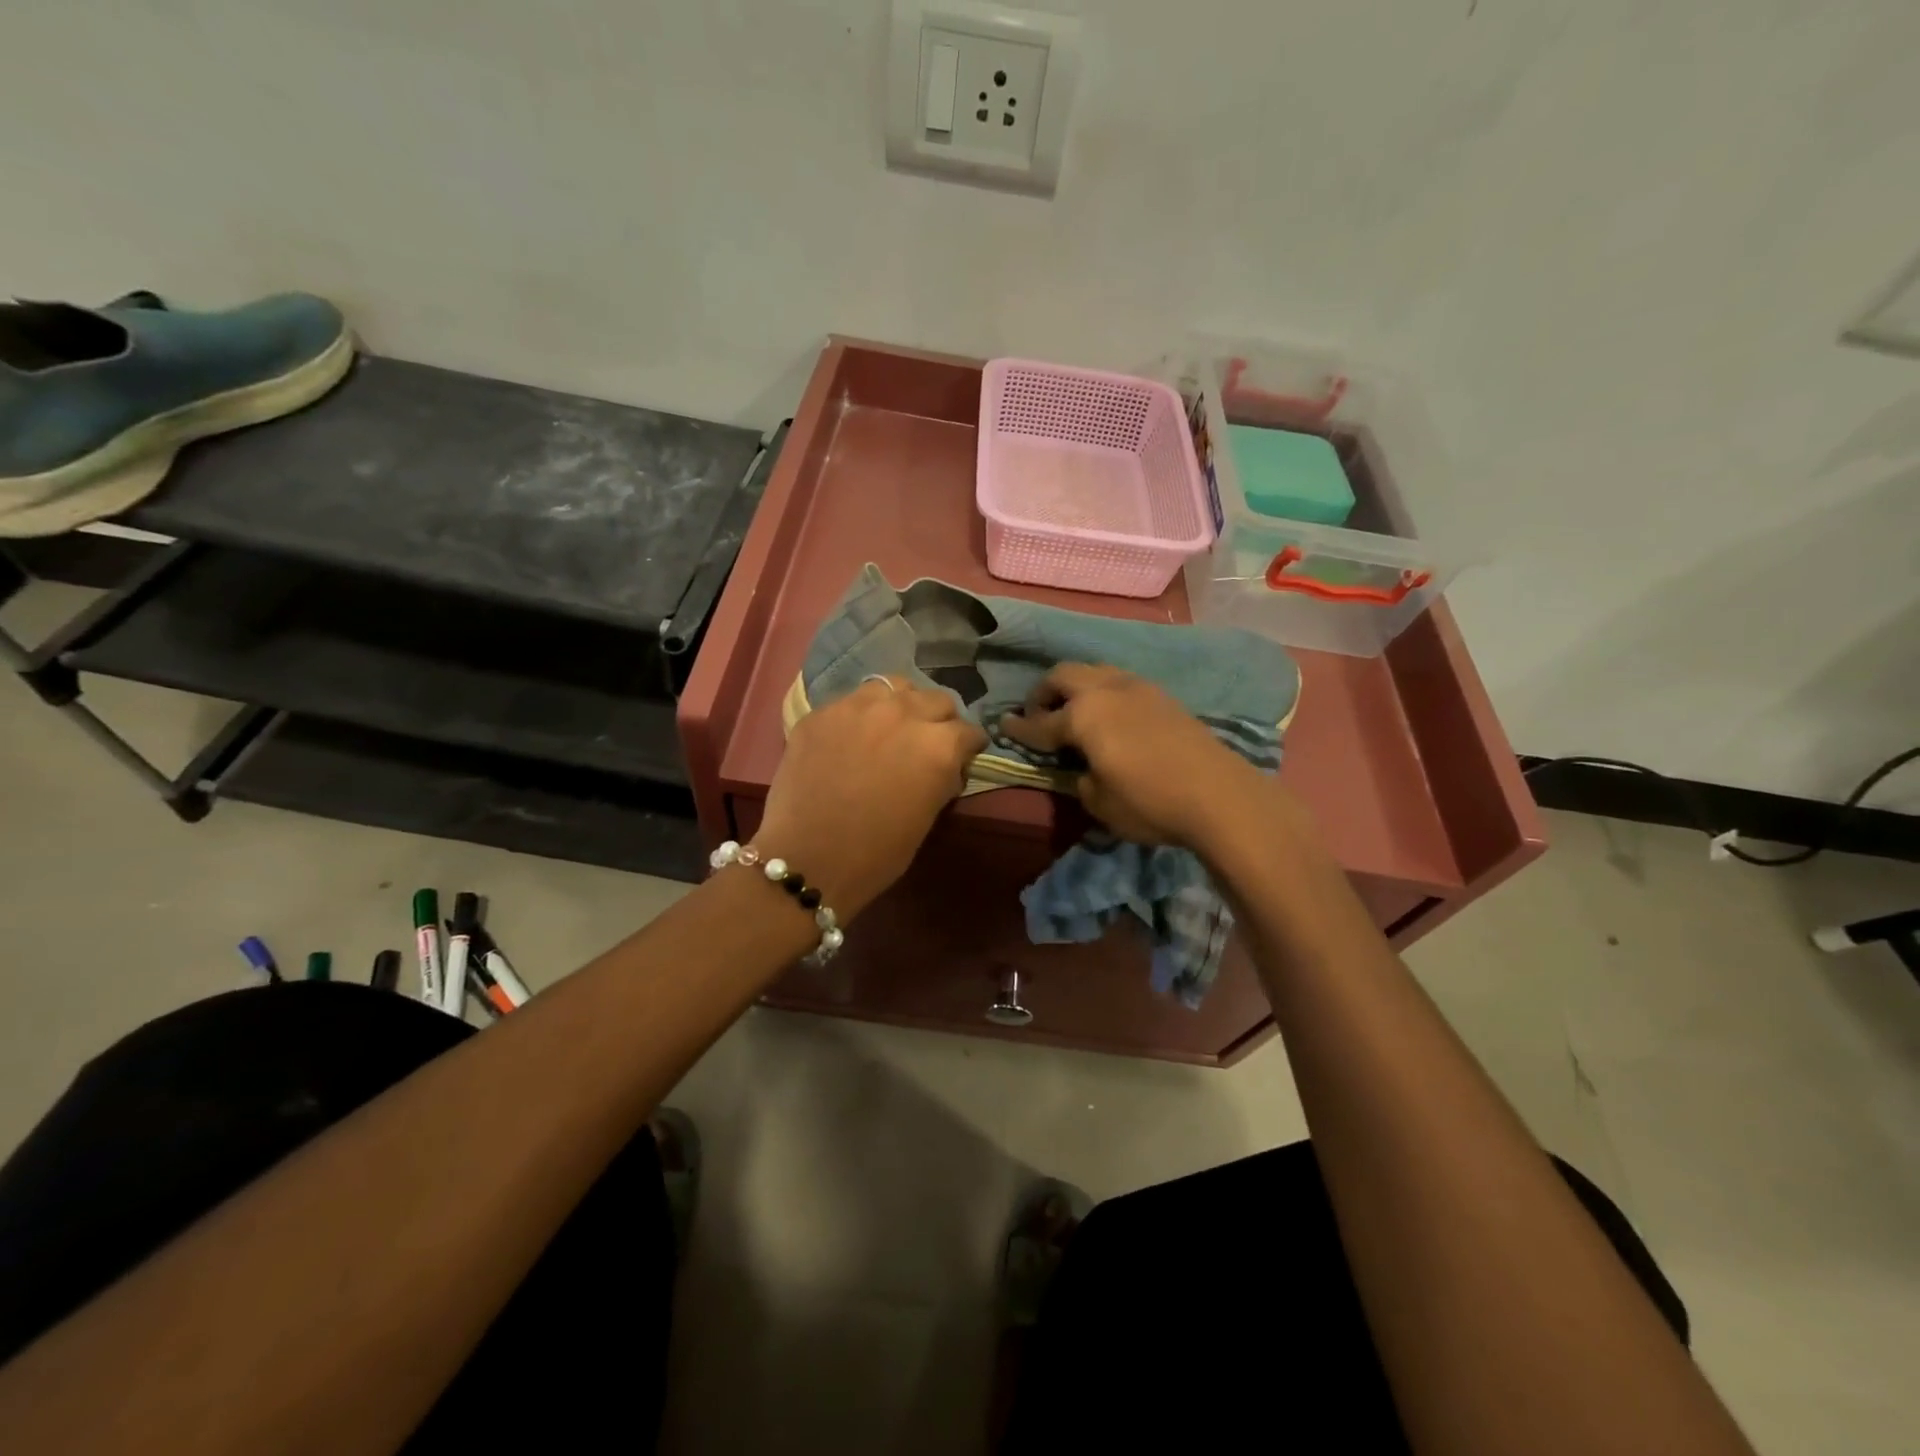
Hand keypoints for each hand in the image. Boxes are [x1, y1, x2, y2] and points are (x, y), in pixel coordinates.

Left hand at [756, 677, 986, 919]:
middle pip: (937, 699)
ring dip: (902, 704)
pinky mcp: (823, 711)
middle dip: (939, 720)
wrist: (808, 859)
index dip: (969, 747)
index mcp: (938, 745)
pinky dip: (861, 713)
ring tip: (891, 726)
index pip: (969, 731)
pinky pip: (852, 700)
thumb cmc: (877, 853)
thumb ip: (942, 778)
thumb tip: (947, 766)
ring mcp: (859, 706)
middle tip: (927, 742)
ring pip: (895, 686)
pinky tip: (852, 736)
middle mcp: (904, 713)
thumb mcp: (927, 817)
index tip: (963, 757)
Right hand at [998, 663, 1277, 848]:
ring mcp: (1137, 688)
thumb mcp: (1098, 802)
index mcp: (1083, 715)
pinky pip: (1119, 681)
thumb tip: (1081, 767)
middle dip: (1044, 693)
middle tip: (1040, 716)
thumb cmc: (1149, 802)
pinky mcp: (1162, 696)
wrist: (1220, 795)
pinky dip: (1102, 692)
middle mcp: (1106, 690)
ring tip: (1074, 712)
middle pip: (1063, 675)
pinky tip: (1109, 716)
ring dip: (1076, 687)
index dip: (1019, 728)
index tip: (1003, 725)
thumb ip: (1079, 778)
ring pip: (1094, 671)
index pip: (1040, 722)